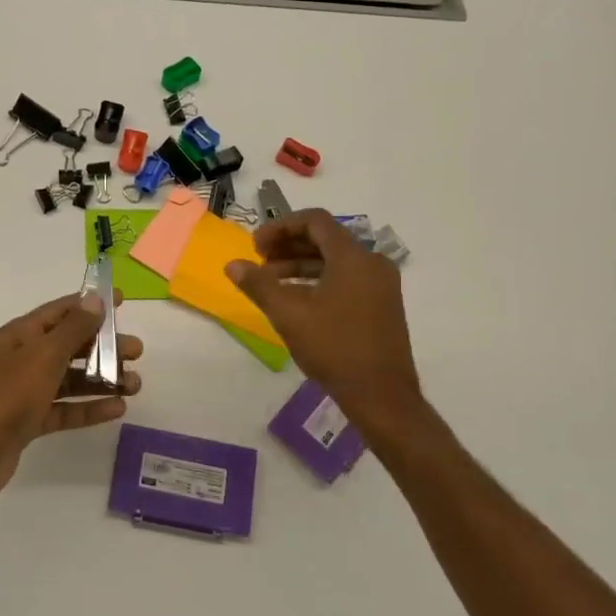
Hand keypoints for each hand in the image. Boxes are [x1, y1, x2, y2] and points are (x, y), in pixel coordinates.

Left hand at [0, 291, 142, 508]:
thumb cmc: (7, 396)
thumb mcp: (43, 356)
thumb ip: (72, 329)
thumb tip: (94, 299)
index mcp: (21, 335)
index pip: (61, 311)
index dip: (91, 304)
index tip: (122, 301)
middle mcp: (24, 359)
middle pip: (71, 346)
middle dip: (104, 346)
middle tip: (137, 352)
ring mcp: (26, 392)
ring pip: (72, 379)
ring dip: (103, 379)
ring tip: (136, 385)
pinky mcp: (30, 422)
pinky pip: (66, 409)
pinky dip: (90, 408)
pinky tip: (117, 409)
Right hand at [226, 209, 422, 425]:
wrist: (381, 395)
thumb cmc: (334, 348)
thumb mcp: (289, 315)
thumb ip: (259, 285)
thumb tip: (233, 265)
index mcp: (353, 257)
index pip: (315, 221)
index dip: (280, 227)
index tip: (255, 246)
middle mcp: (372, 263)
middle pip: (325, 239)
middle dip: (288, 246)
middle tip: (259, 262)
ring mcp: (380, 284)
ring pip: (335, 260)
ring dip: (300, 265)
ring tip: (271, 283)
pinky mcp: (382, 304)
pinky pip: (346, 278)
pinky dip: (318, 280)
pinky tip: (296, 300)